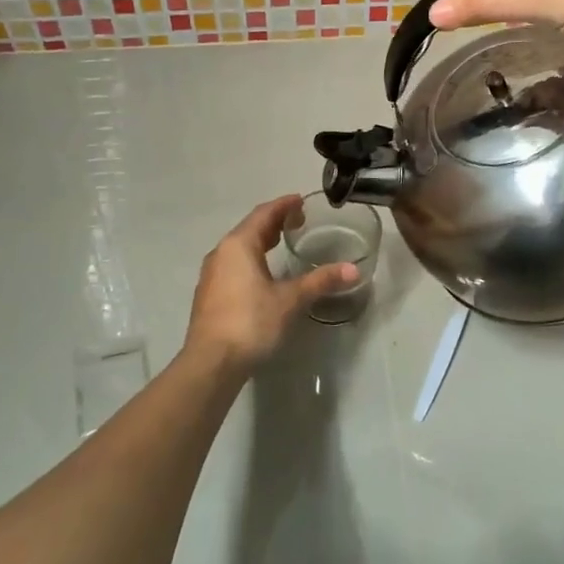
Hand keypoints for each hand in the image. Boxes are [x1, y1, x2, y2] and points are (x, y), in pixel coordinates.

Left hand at [181, 195, 358, 375]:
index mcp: (238, 245)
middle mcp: (221, 253)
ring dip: (261, 241)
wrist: (211, 363)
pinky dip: (252, 259)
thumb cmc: (251, 322)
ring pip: (240, 248)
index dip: (284, 205)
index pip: (264, 214)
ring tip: (283, 243)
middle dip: (274, 222)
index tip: (301, 200)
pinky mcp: (210, 295)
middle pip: (250, 229)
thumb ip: (321, 282)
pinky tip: (264, 274)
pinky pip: (234, 265)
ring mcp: (211, 275)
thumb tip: (353, 270)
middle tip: (298, 220)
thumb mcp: (291, 300)